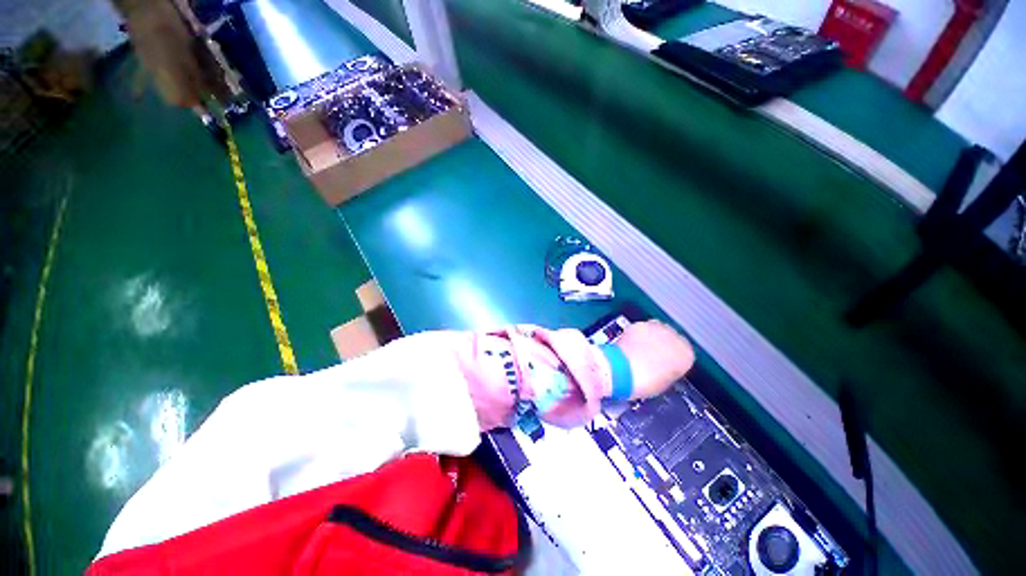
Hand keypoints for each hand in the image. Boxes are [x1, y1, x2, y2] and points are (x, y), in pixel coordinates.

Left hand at [615, 320, 694, 399]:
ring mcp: (656, 328)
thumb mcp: (665, 382)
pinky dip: (636, 334)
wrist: (622, 370)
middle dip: (662, 345)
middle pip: (671, 338)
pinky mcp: (639, 324)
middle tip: (651, 355)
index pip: (685, 353)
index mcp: (686, 355)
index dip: (673, 358)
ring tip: (639, 349)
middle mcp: (675, 337)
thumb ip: (669, 371)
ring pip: (656, 330)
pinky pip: (641, 328)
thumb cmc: (645, 382)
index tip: (666, 363)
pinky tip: (630, 344)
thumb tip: (664, 368)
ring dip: (650, 337)